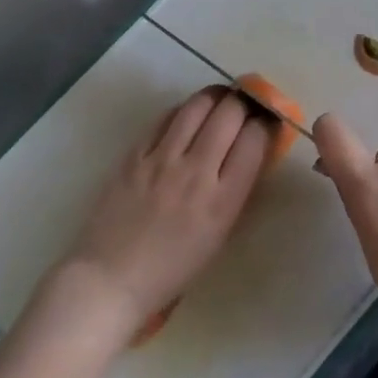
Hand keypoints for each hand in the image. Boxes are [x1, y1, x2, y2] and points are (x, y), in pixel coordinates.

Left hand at [57, 87, 273, 339]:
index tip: (267, 124)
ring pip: (198, 105)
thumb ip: (238, 190)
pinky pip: (165, 117)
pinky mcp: (134, 154)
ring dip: (216, 97)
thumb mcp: (220, 235)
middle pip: (230, 112)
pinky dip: (183, 111)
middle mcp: (196, 172)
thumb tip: (253, 152)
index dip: (266, 124)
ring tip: (220, 101)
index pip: (255, 139)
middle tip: (246, 106)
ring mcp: (162, 160)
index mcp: (223, 200)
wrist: (110, 279)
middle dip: (245, 103)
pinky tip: (187, 117)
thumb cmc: (173, 268)